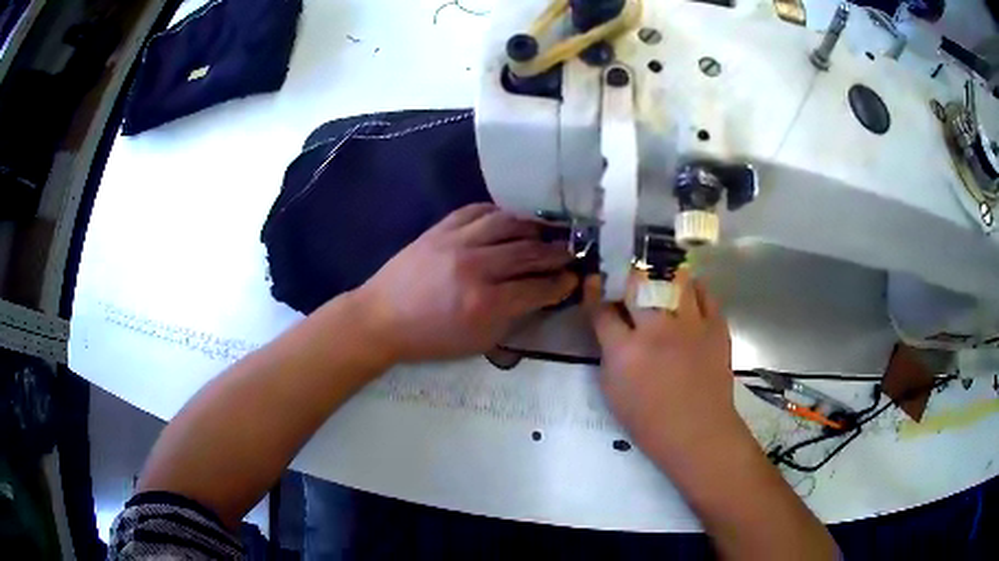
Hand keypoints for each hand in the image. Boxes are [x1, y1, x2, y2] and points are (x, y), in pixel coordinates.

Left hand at [355, 203, 575, 362]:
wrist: (381, 318)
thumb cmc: (431, 338)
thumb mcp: (477, 341)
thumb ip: (513, 317)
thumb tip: (540, 296)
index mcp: (485, 303)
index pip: (536, 288)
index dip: (561, 284)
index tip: (574, 279)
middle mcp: (476, 266)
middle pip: (528, 252)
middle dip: (556, 253)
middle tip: (571, 252)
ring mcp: (456, 241)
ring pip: (508, 223)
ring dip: (534, 226)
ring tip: (548, 230)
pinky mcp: (440, 228)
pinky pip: (477, 210)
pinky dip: (499, 212)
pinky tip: (511, 218)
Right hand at [585, 270, 741, 460]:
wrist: (698, 432)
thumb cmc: (650, 422)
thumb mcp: (613, 392)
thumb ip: (609, 355)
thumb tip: (612, 330)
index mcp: (625, 351)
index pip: (602, 310)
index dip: (594, 292)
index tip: (593, 282)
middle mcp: (656, 329)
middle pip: (637, 284)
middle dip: (628, 276)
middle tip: (629, 278)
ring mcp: (689, 325)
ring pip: (674, 279)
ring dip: (664, 276)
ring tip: (662, 279)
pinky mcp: (715, 327)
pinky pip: (705, 294)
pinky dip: (695, 290)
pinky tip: (689, 294)